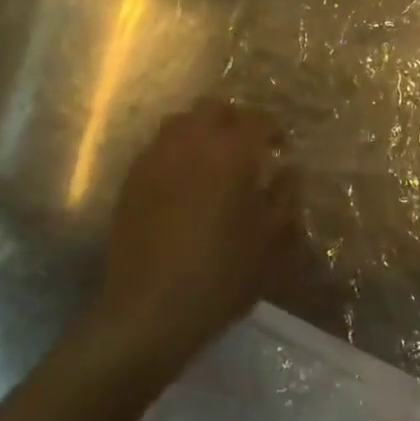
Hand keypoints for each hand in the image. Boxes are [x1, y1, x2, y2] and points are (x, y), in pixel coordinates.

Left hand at [95, 99, 301, 363]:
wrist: (149, 311)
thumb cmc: (221, 276)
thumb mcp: (271, 242)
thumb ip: (285, 197)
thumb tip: (287, 171)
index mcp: (231, 153)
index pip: (256, 120)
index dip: (272, 130)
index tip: (280, 149)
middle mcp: (191, 143)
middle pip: (214, 109)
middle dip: (235, 121)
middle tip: (247, 149)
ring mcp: (156, 158)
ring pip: (181, 122)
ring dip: (202, 131)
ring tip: (214, 161)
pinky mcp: (132, 179)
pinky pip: (158, 147)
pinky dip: (176, 151)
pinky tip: (184, 182)